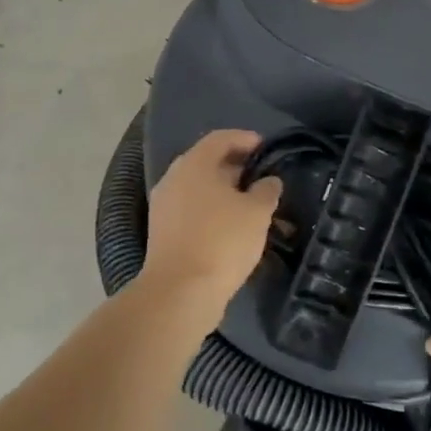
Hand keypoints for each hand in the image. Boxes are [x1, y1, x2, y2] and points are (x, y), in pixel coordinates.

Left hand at [139, 130, 282, 311]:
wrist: (180, 292)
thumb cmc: (222, 241)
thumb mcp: (257, 213)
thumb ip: (266, 190)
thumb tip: (268, 181)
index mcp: (194, 165)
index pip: (220, 138)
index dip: (244, 138)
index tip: (264, 147)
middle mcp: (173, 179)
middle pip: (206, 162)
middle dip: (234, 166)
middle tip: (259, 175)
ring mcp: (164, 206)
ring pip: (197, 188)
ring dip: (222, 190)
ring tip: (249, 203)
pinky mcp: (162, 232)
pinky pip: (190, 209)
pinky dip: (210, 209)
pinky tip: (230, 225)